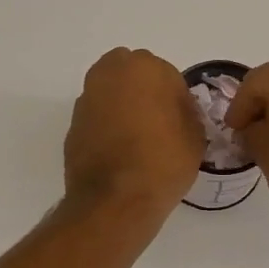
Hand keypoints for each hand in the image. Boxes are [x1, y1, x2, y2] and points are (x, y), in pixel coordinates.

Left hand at [64, 48, 204, 216]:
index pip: (167, 75)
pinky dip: (105, 125)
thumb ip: (186, 113)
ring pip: (110, 92)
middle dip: (143, 90)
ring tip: (136, 137)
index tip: (180, 121)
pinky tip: (118, 150)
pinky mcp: (73, 123)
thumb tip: (177, 112)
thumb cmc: (163, 162)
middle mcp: (110, 73)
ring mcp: (87, 97)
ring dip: (121, 104)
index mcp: (145, 68)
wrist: (115, 200)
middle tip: (156, 121)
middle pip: (132, 74)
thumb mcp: (195, 136)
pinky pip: (96, 116)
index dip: (175, 98)